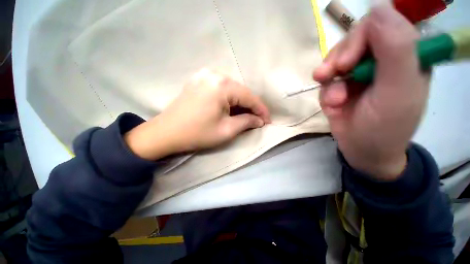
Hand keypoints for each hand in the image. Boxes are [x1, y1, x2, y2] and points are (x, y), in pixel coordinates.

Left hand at [125, 69, 270, 159]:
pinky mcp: (198, 81)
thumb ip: (247, 122)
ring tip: (246, 116)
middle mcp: (214, 74)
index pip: (249, 97)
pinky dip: (229, 100)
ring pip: (231, 90)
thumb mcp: (227, 130)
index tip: (268, 121)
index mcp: (222, 85)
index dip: (261, 110)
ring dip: (240, 103)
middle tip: (258, 120)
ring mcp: (204, 75)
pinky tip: (231, 109)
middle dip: (251, 107)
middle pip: (241, 92)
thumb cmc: (197, 133)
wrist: (165, 133)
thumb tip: (259, 120)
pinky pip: (221, 89)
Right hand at [313, 5, 429, 179]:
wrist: (363, 150)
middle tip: (331, 75)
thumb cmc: (387, 126)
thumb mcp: (398, 89)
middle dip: (339, 58)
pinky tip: (331, 104)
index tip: (348, 61)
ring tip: (333, 98)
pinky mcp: (340, 86)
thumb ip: (397, 47)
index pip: (381, 24)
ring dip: (329, 77)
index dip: (361, 37)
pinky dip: (326, 92)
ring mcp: (358, 73)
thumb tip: (379, 8)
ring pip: (335, 59)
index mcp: (405, 54)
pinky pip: (327, 80)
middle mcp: (381, 59)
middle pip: (354, 39)